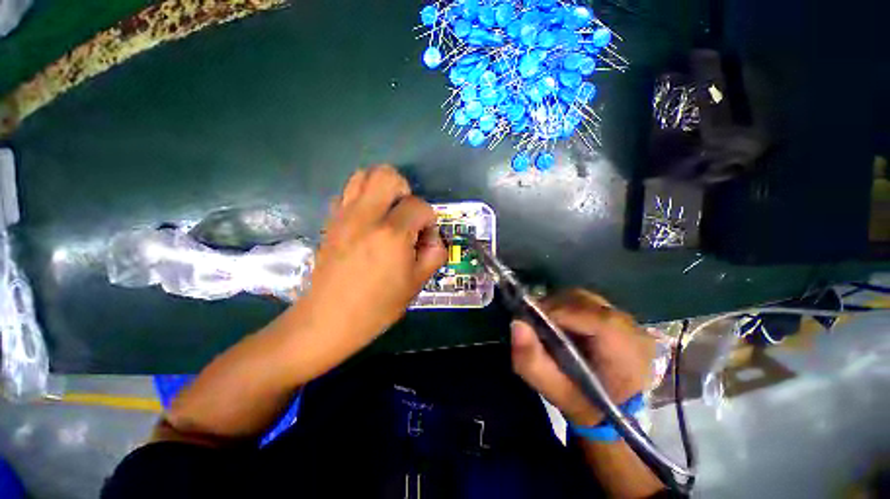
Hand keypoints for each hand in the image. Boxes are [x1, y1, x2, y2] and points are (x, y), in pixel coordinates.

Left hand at [300, 165, 446, 347]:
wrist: (330, 319)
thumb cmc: (378, 305)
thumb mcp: (418, 283)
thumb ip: (435, 254)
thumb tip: (433, 238)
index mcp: (392, 234)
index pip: (420, 206)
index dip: (429, 221)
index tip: (423, 239)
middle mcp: (366, 216)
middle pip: (387, 174)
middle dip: (404, 190)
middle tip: (406, 214)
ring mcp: (343, 216)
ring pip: (363, 175)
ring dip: (381, 188)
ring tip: (387, 212)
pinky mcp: (330, 221)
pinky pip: (347, 192)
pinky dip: (361, 198)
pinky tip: (367, 221)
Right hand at [511, 289, 655, 426]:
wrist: (614, 414)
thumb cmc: (585, 405)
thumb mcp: (553, 389)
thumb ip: (531, 360)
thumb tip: (517, 323)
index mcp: (625, 350)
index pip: (589, 315)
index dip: (556, 312)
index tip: (532, 320)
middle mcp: (633, 329)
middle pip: (584, 301)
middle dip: (554, 308)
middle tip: (536, 323)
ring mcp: (631, 321)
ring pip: (584, 298)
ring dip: (561, 307)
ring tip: (549, 324)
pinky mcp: (623, 319)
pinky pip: (589, 302)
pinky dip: (570, 308)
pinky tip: (564, 324)